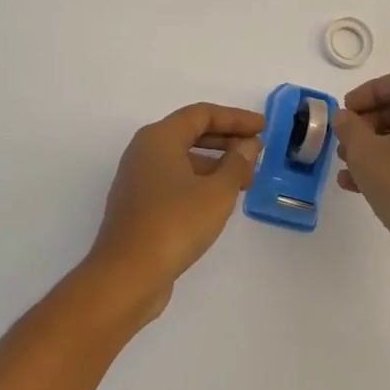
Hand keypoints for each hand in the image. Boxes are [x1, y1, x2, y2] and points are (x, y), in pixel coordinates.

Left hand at [86, 102, 263, 322]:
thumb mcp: (216, 193)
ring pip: (183, 159)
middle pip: (190, 133)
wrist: (127, 275)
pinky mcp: (139, 205)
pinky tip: (220, 199)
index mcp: (159, 138)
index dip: (235, 118)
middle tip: (256, 151)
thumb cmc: (174, 224)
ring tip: (245, 178)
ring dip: (215, 163)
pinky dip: (200, 181)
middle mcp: (144, 151)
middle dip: (226, 139)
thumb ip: (236, 164)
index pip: (202, 114)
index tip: (263, 128)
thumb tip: (248, 146)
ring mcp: (138, 179)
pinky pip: (174, 180)